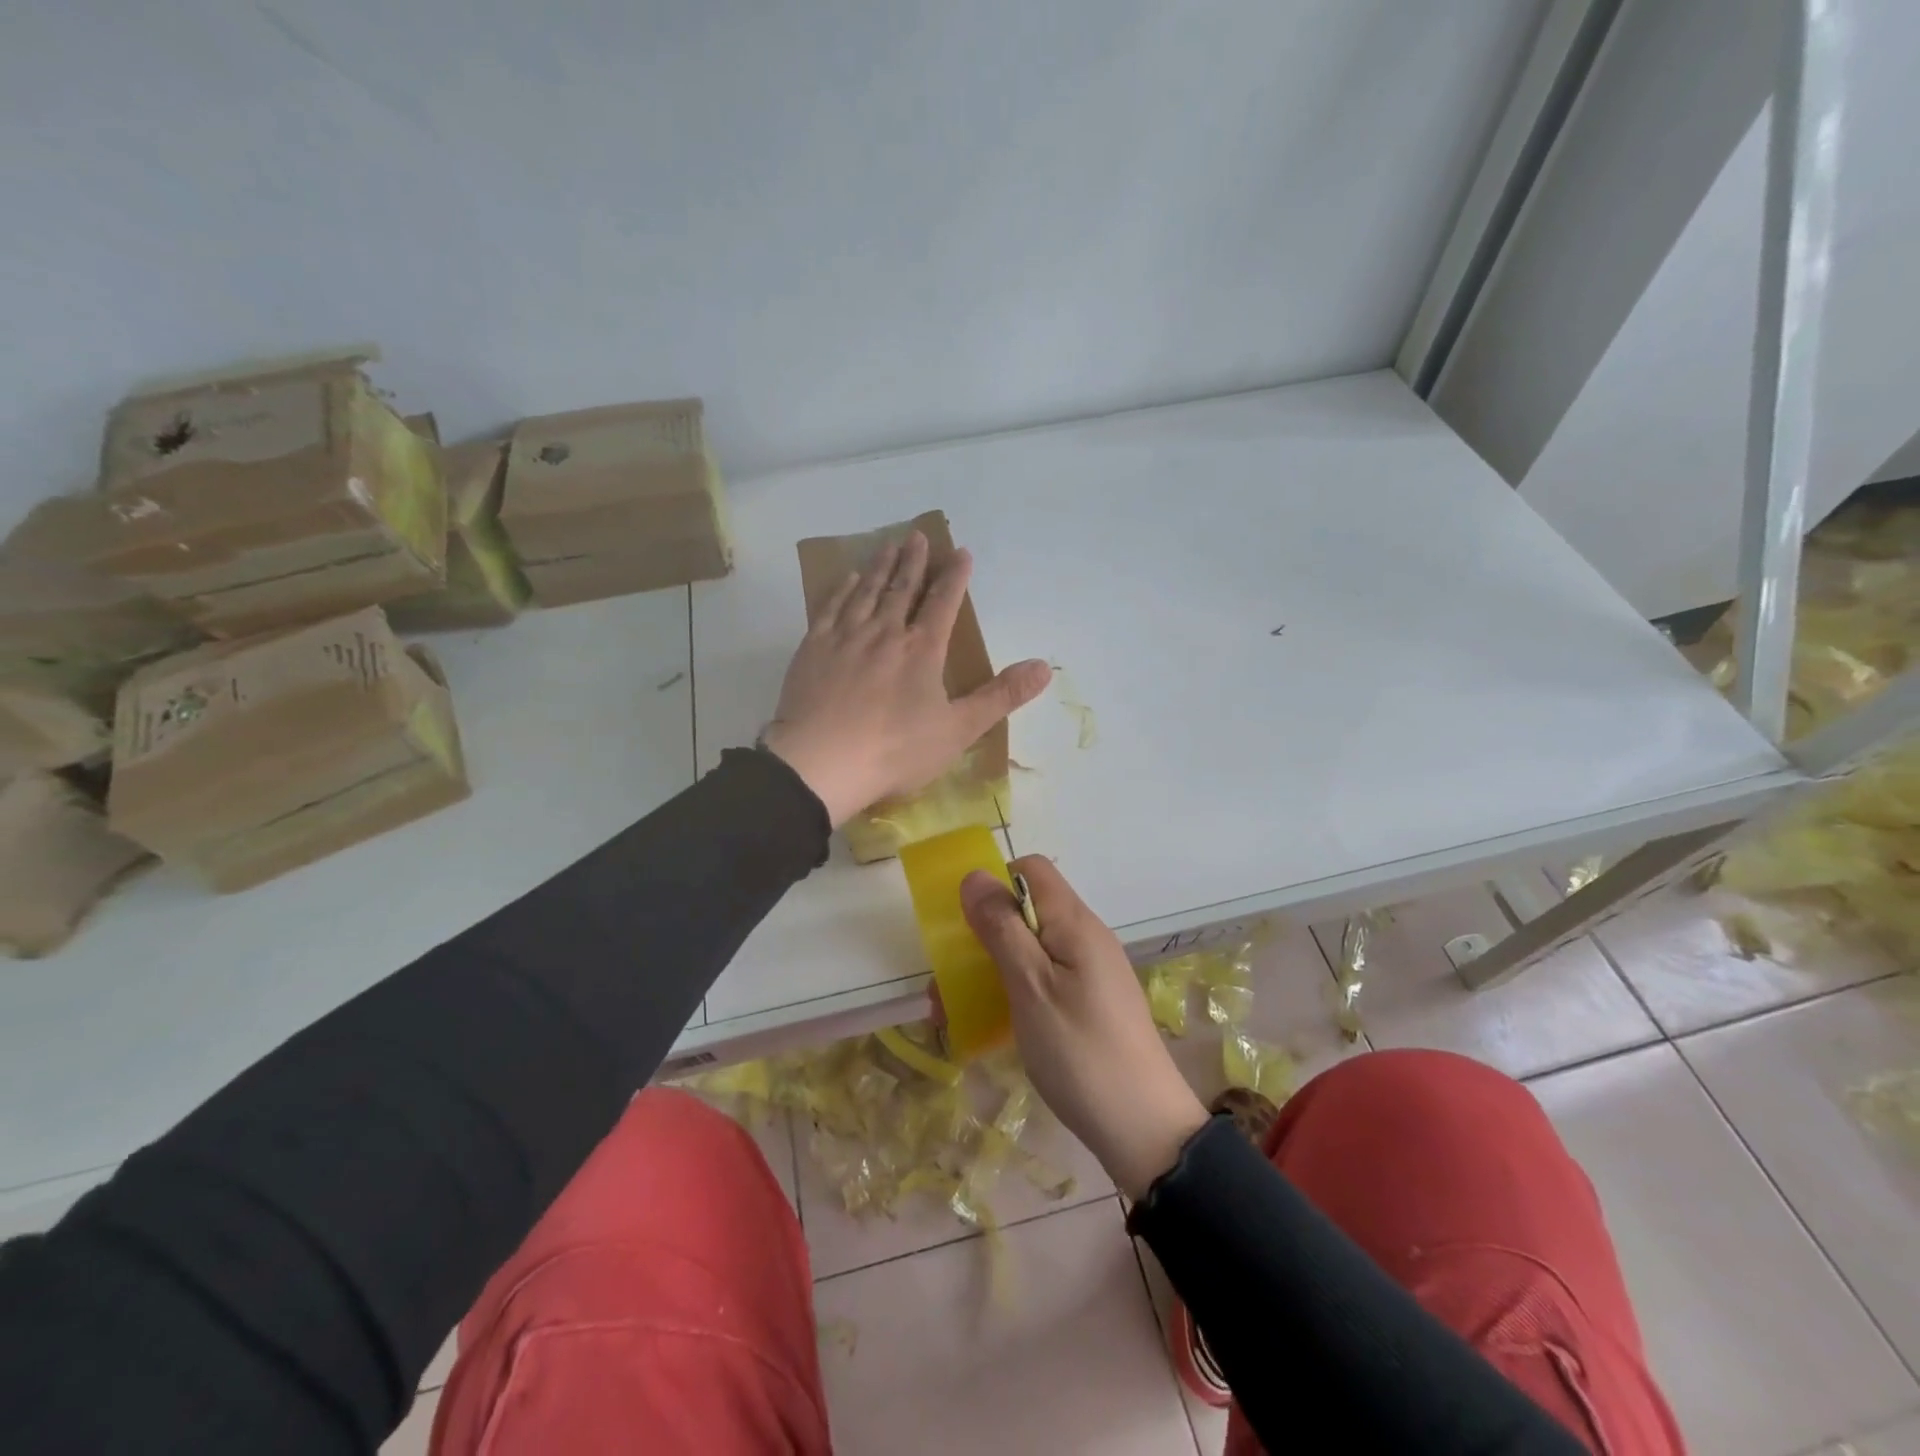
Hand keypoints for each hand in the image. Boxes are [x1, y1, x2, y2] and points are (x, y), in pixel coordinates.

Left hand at [761, 531, 1051, 826]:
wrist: (820, 763)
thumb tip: (1045, 667)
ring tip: (888, 545)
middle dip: (914, 562)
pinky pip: (831, 608)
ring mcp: (845, 637)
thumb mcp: (958, 730)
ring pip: (866, 591)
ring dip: (880, 566)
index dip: (955, 577)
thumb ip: (1001, 696)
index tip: (961, 553)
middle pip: (902, 588)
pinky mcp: (813, 649)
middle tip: (918, 536)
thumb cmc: (894, 751)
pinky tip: (847, 579)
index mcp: (922, 650)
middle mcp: (884, 633)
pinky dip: (842, 589)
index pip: (943, 603)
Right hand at [961, 857, 1208, 1200]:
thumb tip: (975, 875)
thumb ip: (1002, 928)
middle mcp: (1086, 937)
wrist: (1144, 1129)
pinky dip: (1015, 991)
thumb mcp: (1030, 987)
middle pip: (1028, 911)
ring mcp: (1092, 971)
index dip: (996, 884)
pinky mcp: (1092, 1002)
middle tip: (948, 980)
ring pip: (1032, 948)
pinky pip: (1046, 979)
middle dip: (984, 935)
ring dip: (992, 968)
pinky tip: (995, 1026)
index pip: (1032, 870)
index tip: (969, 925)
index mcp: (1075, 923)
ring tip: (954, 1012)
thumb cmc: (1079, 1052)